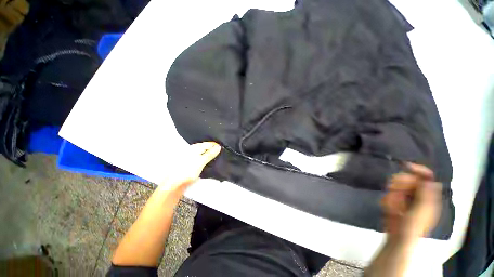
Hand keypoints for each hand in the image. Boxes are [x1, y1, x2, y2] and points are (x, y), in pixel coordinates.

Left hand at [159, 142, 221, 190]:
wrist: (175, 183)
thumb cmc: (186, 171)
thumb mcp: (200, 162)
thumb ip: (210, 154)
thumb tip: (218, 147)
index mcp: (195, 148)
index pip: (209, 143)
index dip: (217, 146)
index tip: (224, 149)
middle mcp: (194, 150)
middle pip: (207, 147)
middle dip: (214, 150)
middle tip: (222, 153)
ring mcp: (193, 156)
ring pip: (205, 153)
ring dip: (211, 155)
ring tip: (218, 158)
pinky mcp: (193, 162)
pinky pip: (203, 158)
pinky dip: (208, 159)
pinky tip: (210, 162)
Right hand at [381, 163, 441, 242]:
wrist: (398, 236)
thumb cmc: (412, 225)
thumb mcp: (421, 211)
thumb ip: (426, 196)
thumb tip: (432, 180)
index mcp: (429, 196)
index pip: (427, 177)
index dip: (419, 170)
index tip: (406, 166)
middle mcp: (419, 194)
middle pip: (410, 179)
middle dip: (400, 182)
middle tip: (393, 188)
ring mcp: (407, 197)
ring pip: (398, 185)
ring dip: (393, 191)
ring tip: (392, 202)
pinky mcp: (396, 200)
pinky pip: (391, 193)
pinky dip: (389, 197)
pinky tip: (389, 206)